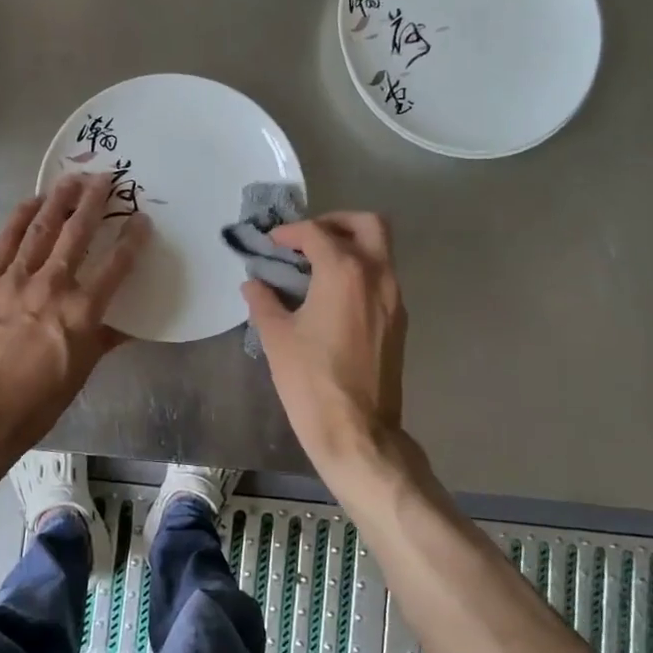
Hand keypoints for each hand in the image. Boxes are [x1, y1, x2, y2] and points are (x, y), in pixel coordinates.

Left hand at [0, 173, 149, 478]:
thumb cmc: (35, 405)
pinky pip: (6, 240)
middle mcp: (52, 287)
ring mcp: (14, 280)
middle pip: (78, 232)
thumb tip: (129, 323)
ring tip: (74, 178)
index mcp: (82, 313)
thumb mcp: (80, 373)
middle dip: (96, 201)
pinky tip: (33, 202)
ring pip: (42, 227)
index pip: (117, 265)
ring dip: (60, 199)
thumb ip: (104, 338)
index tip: (143, 220)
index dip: (133, 238)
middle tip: (107, 177)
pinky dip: (21, 217)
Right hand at [242, 213, 407, 470]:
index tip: (272, 243)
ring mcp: (394, 298)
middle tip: (308, 239)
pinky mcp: (399, 321)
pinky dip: (360, 271)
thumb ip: (264, 301)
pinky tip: (333, 295)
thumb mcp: (276, 337)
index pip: (318, 233)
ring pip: (381, 251)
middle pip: (367, 224)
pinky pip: (382, 278)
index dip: (291, 232)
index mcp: (344, 272)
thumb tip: (253, 284)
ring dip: (351, 246)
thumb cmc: (311, 380)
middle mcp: (377, 275)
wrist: (357, 430)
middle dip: (336, 222)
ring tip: (316, 266)